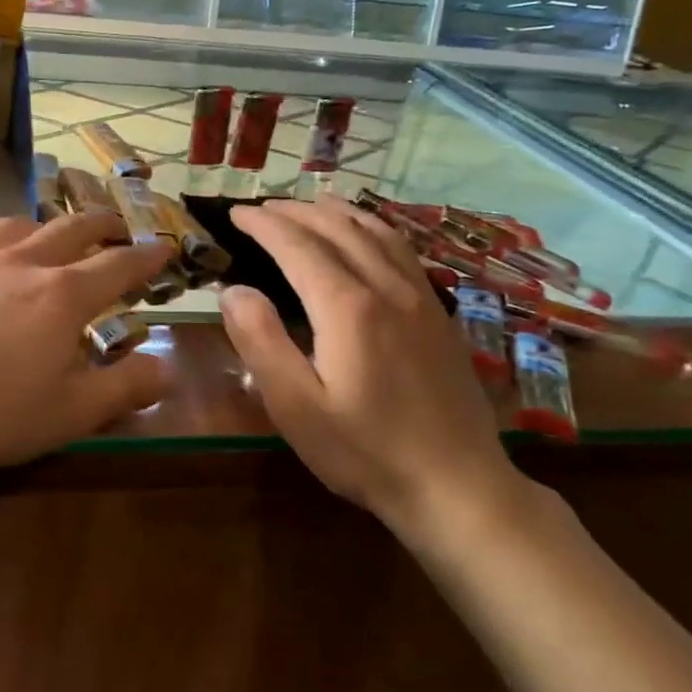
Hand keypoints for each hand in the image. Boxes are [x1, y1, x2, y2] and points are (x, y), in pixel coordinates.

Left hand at [0, 212, 174, 471]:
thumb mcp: (70, 413)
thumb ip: (124, 388)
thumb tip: (168, 369)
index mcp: (63, 295)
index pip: (118, 266)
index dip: (146, 257)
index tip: (164, 246)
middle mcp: (25, 263)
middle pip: (73, 229)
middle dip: (104, 225)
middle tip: (120, 228)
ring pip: (25, 225)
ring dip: (53, 224)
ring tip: (59, 233)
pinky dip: (10, 238)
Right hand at [218, 198, 527, 543]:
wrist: (458, 487)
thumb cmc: (366, 452)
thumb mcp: (297, 407)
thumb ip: (261, 342)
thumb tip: (233, 290)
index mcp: (347, 307)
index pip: (297, 246)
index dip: (263, 224)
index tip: (236, 213)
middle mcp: (386, 288)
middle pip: (337, 229)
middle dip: (295, 211)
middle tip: (262, 208)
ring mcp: (420, 298)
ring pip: (376, 232)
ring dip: (337, 212)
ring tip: (310, 204)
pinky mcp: (439, 315)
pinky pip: (402, 250)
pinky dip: (374, 228)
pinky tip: (367, 235)